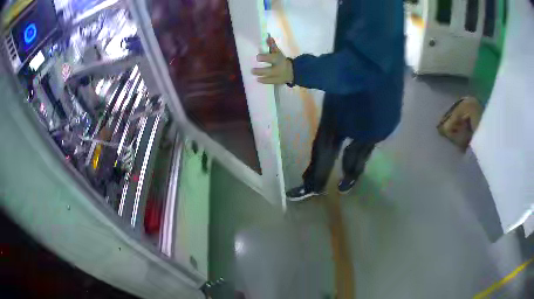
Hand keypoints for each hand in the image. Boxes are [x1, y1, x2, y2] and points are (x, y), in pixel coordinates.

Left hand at [251, 37, 293, 84]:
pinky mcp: (278, 81)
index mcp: (278, 59)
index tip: (257, 58)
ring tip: (255, 77)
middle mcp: (278, 68)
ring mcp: (278, 76)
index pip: (271, 58)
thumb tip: (268, 37)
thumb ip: (272, 45)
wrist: (292, 71)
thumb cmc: (281, 60)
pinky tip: (258, 80)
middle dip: (260, 71)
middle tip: (252, 70)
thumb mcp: (278, 52)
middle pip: (269, 70)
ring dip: (261, 77)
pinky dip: (265, 81)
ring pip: (269, 77)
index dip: (264, 58)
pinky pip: (271, 82)